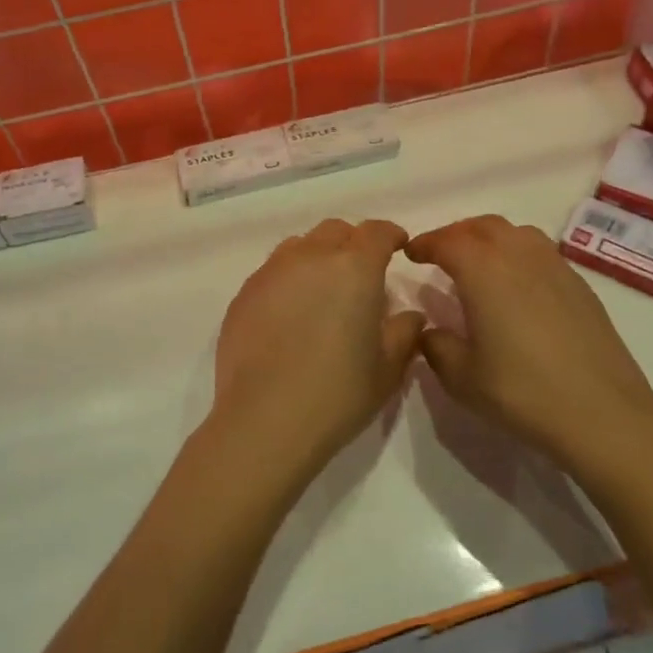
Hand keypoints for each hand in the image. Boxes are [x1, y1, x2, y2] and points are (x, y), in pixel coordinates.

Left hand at [207, 219, 425, 485]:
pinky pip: (272, 272)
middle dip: (353, 244)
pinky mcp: (243, 294)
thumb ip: (405, 332)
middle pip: (335, 232)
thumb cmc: (338, 393)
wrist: (265, 420)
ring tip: (322, 291)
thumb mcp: (388, 368)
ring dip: (317, 257)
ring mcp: (271, 273)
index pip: (376, 232)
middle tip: (361, 275)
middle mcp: (310, 257)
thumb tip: (409, 315)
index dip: (390, 235)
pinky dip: (288, 280)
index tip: (398, 247)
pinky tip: (290, 314)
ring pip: (299, 246)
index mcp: (354, 267)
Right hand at [404, 215, 652, 468]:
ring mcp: (555, 267)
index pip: (447, 241)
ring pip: (516, 233)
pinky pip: (540, 253)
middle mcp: (519, 255)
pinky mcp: (580, 285)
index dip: (425, 244)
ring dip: (490, 239)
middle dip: (456, 234)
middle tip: (441, 254)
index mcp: (483, 270)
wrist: (602, 413)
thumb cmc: (521, 392)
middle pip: (483, 226)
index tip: (411, 253)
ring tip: (478, 264)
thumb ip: (436, 346)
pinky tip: (517, 286)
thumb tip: (431, 330)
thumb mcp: (461, 377)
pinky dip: (518, 255)